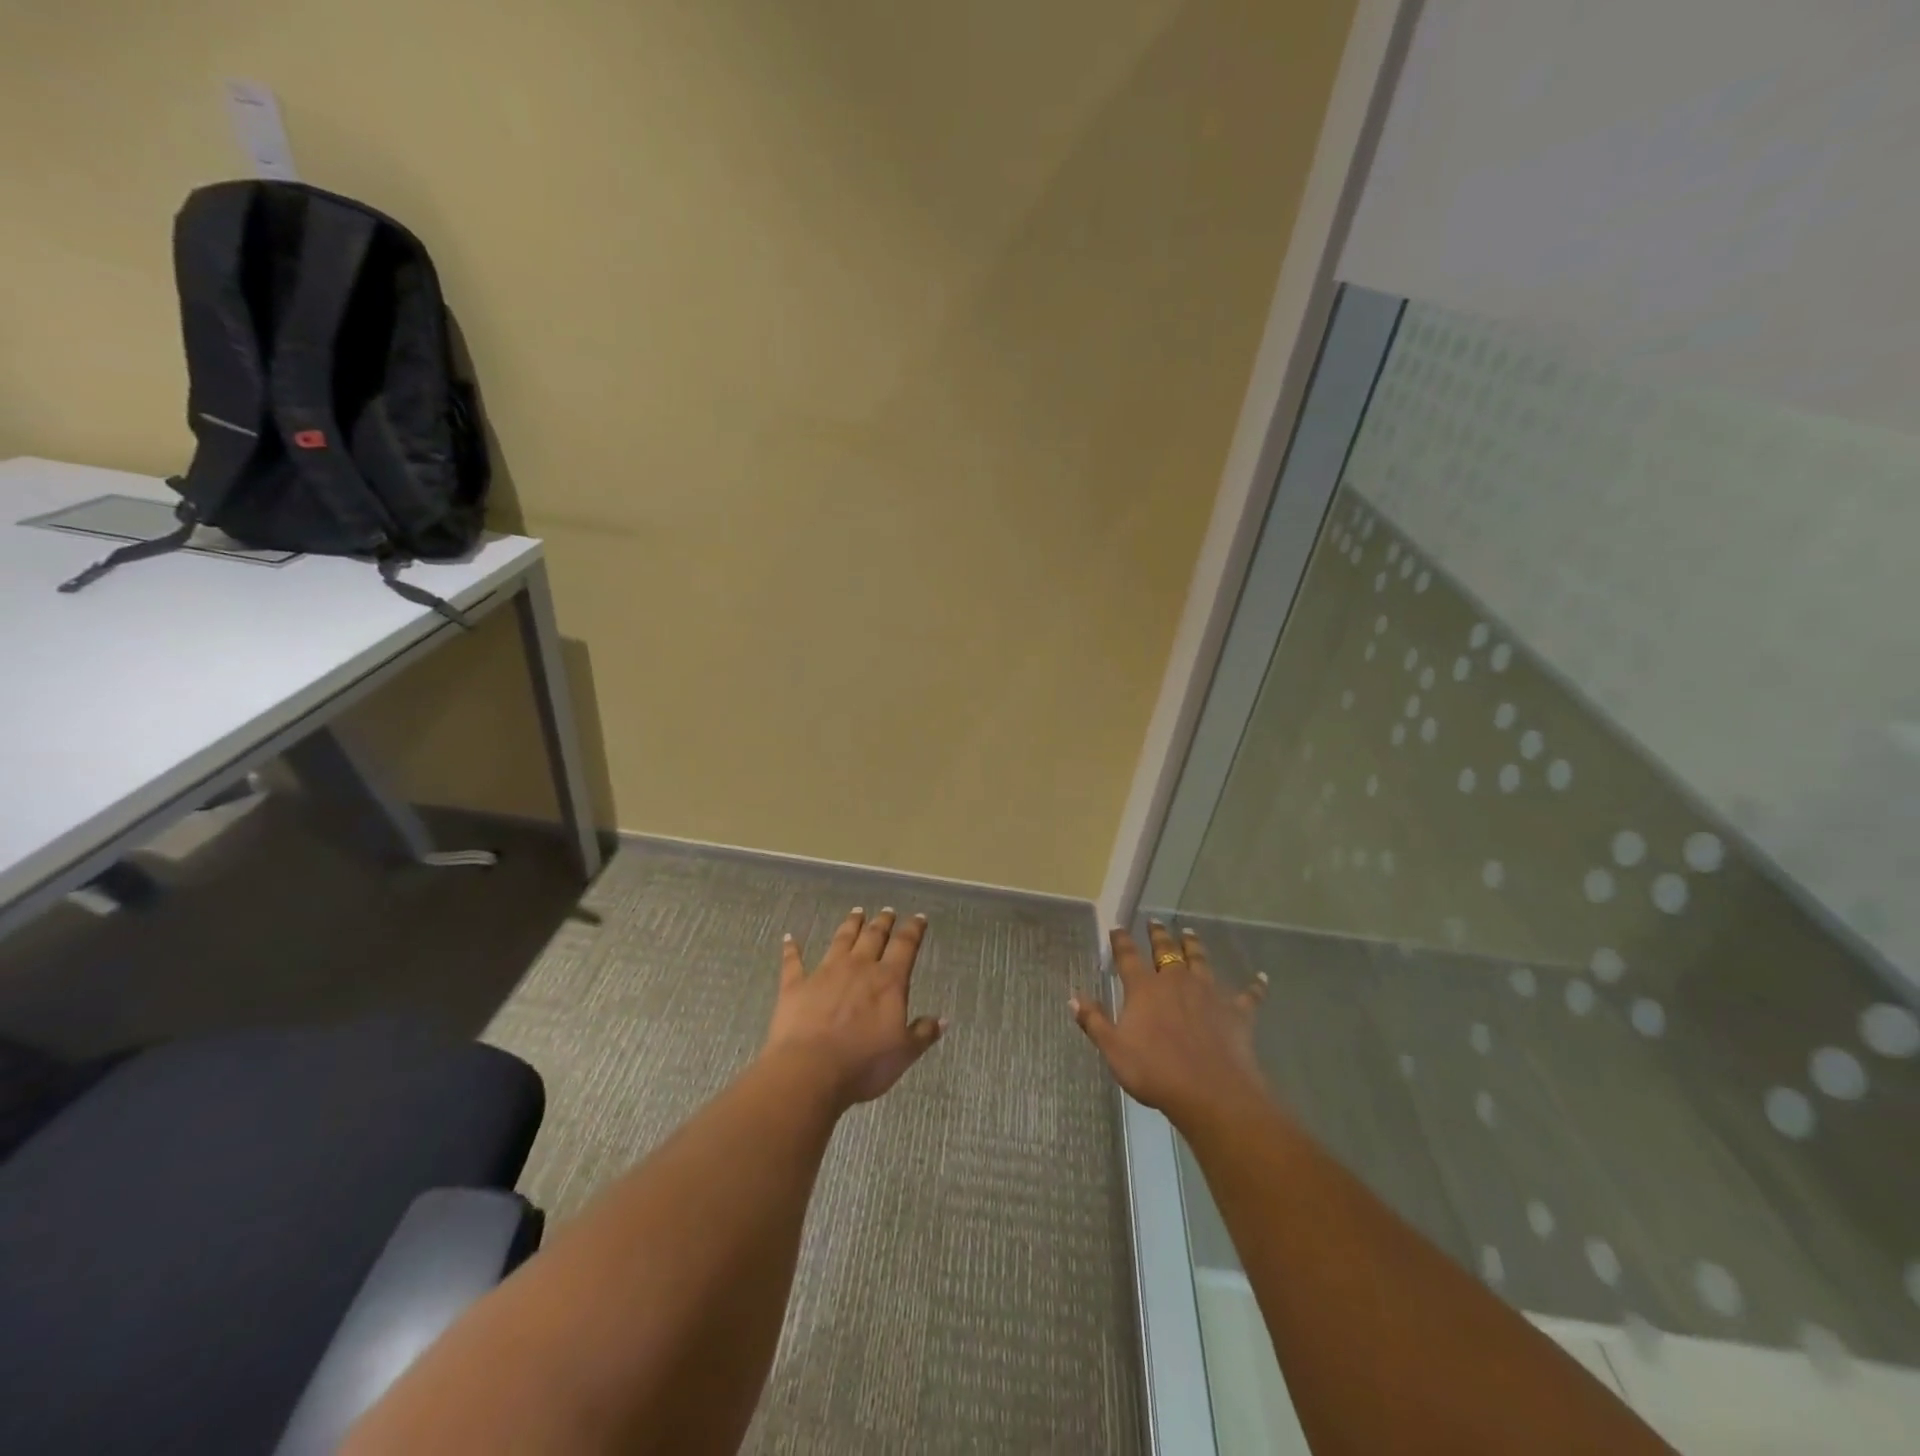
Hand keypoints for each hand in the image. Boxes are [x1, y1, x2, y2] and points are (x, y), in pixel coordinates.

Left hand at [763, 908, 945, 1110]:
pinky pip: (793, 962)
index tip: (919, 918)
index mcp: (888, 981)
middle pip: (873, 936)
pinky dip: (791, 949)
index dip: (914, 930)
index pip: (906, 946)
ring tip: (856, 912)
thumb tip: (943, 1019)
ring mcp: (825, 972)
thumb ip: (923, 1033)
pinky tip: (789, 938)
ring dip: (850, 925)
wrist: (810, 1070)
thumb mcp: (904, 1053)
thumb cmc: (863, 1064)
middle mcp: (858, 967)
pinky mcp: (796, 985)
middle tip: (888, 911)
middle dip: (883, 922)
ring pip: (841, 940)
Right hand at [1071, 922, 1269, 1129]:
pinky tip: (1262, 978)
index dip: (1121, 940)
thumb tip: (1074, 996)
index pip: (1128, 956)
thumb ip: (1094, 1021)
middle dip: (1159, 934)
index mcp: (1144, 989)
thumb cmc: (1155, 1072)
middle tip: (1155, 921)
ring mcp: (1208, 993)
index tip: (1117, 927)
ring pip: (1201, 960)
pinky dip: (1255, 986)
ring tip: (1190, 932)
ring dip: (1195, 946)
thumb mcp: (1114, 1050)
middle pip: (1166, 950)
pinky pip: (1248, 995)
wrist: (1210, 1092)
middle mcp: (1176, 981)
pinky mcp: (1236, 1012)